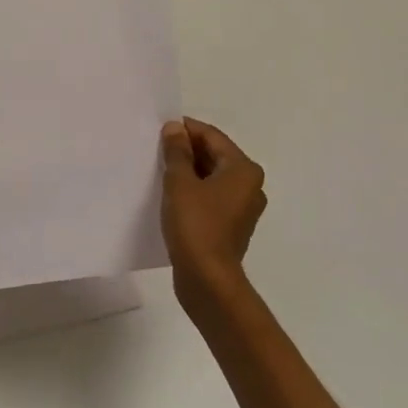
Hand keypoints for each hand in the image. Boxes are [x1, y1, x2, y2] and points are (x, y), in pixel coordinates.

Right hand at [160, 118, 267, 313]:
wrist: (207, 280)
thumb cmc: (195, 224)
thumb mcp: (180, 182)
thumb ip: (177, 151)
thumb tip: (175, 128)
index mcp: (244, 170)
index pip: (212, 136)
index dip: (186, 129)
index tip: (160, 129)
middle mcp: (250, 186)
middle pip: (215, 156)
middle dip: (187, 150)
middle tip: (157, 148)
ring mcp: (242, 208)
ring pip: (213, 177)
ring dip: (189, 171)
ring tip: (160, 169)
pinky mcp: (231, 226)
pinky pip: (211, 197)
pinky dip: (194, 190)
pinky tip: (171, 194)